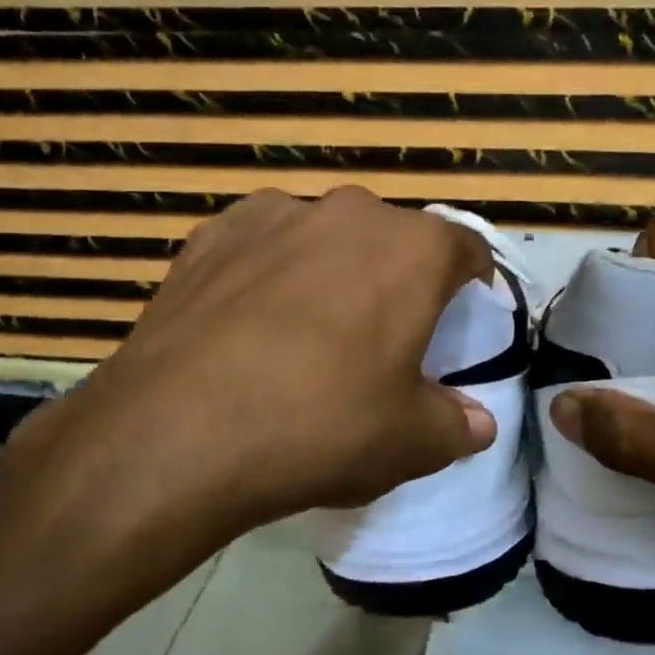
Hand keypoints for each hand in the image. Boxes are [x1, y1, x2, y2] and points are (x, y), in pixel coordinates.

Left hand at [0, 188, 496, 647]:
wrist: (175, 434)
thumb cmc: (320, 427)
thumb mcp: (408, 442)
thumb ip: (457, 426)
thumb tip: (479, 424)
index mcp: (413, 249)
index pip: (467, 247)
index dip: (474, 281)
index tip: (466, 312)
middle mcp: (350, 212)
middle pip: (394, 238)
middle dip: (400, 277)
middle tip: (386, 332)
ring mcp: (275, 214)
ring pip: (327, 235)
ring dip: (334, 269)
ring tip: (313, 327)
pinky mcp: (213, 232)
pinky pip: (264, 242)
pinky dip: (272, 269)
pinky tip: (252, 319)